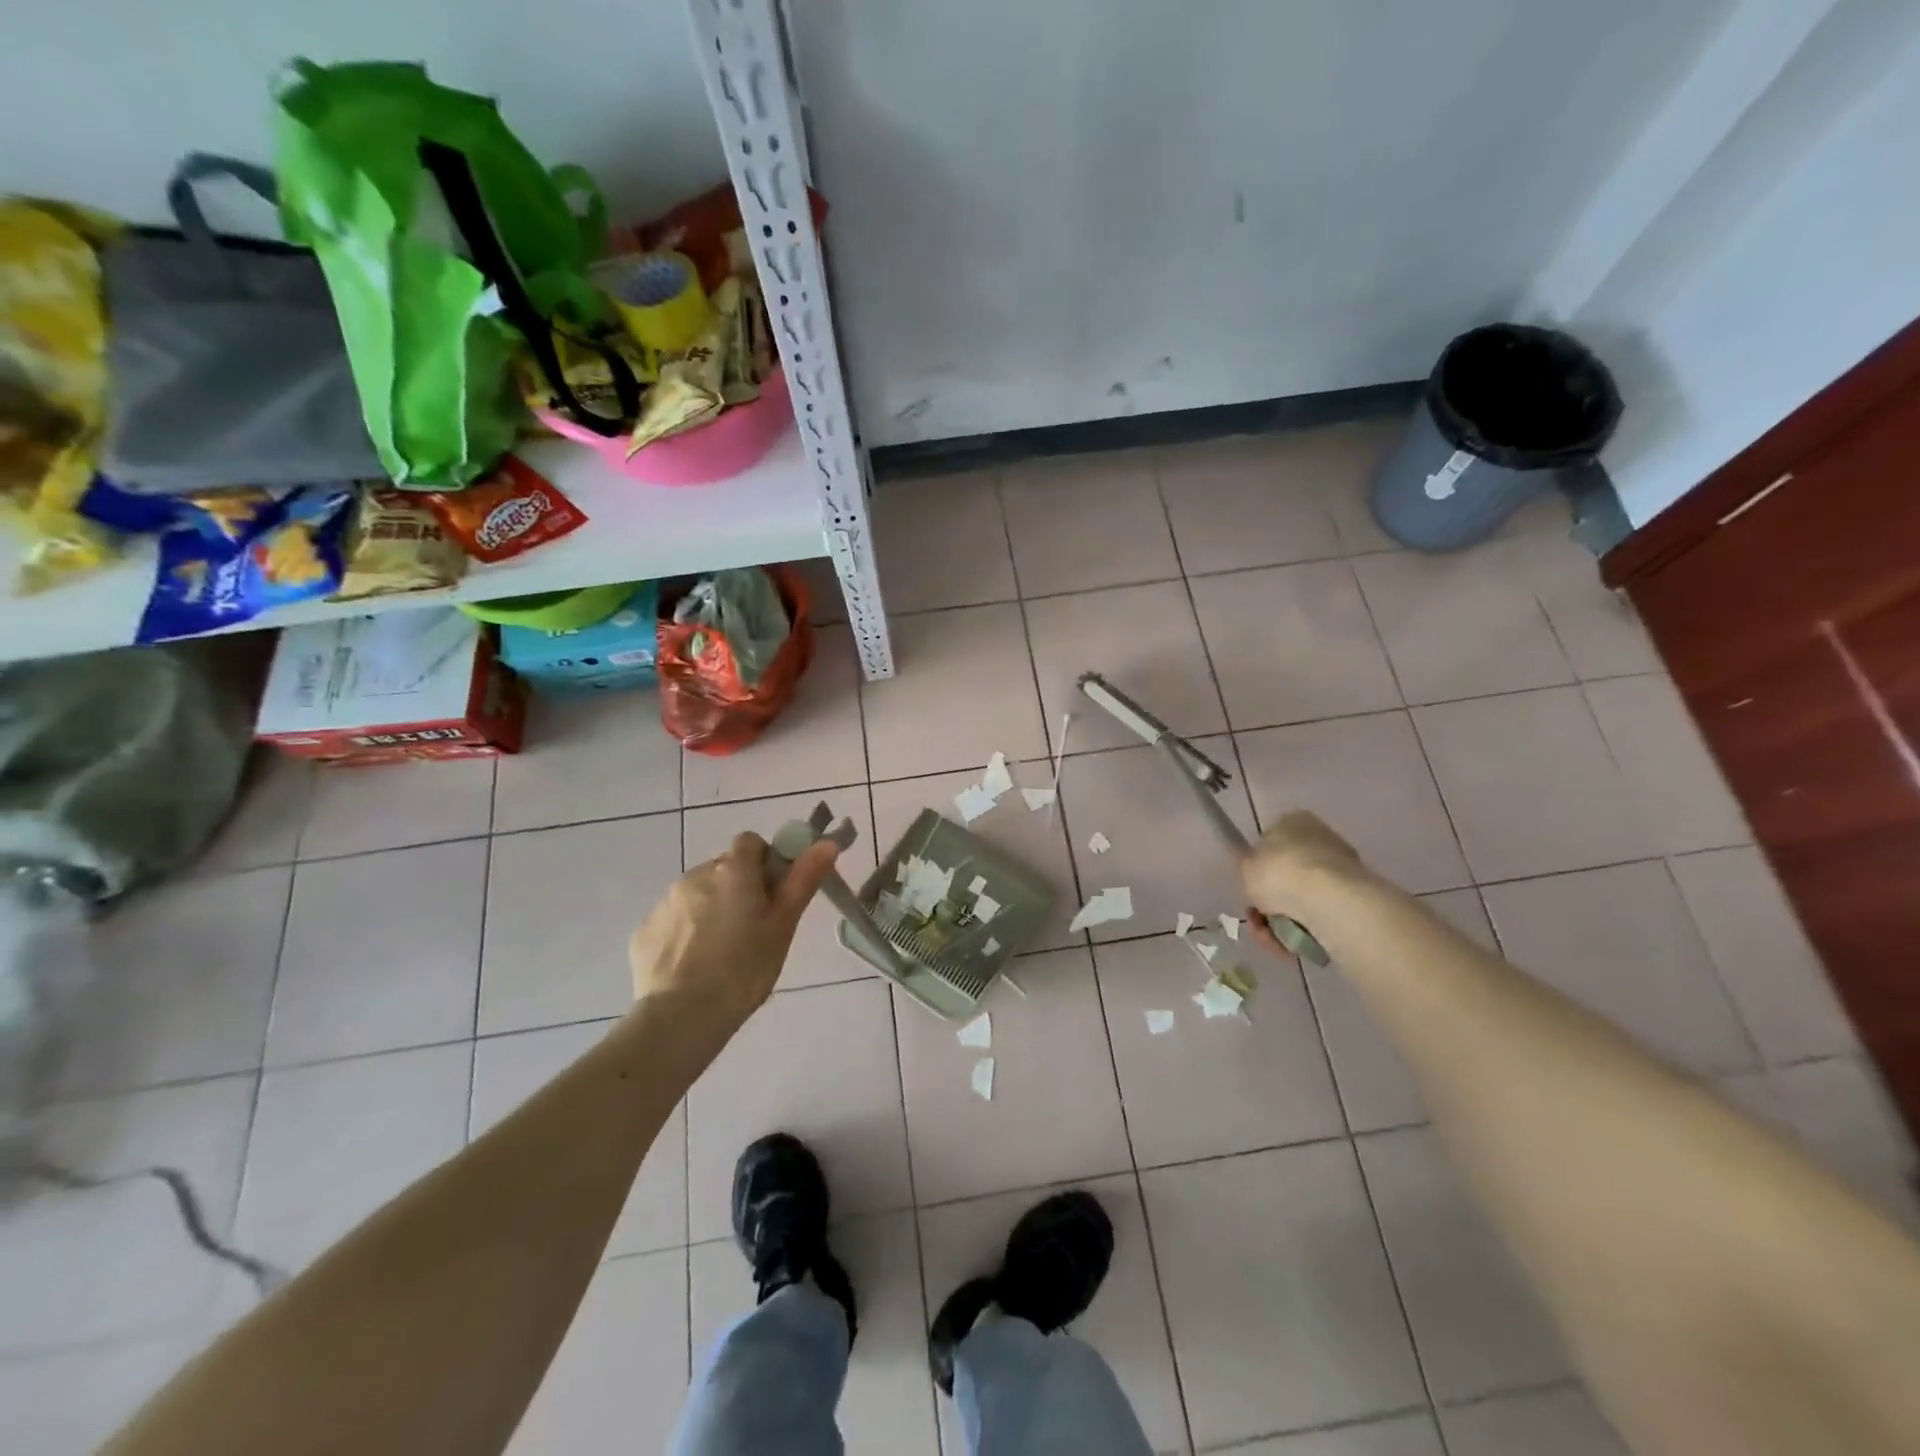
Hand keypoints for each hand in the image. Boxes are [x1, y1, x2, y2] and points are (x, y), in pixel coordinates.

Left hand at [628, 832, 839, 1036]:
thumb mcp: (783, 925)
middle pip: (724, 868)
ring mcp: (664, 902)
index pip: (750, 842)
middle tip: (753, 928)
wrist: (680, 1017)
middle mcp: (695, 875)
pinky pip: (673, 920)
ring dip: (711, 908)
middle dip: (738, 888)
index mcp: (733, 870)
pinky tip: (694, 965)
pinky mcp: (644, 931)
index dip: (765, 861)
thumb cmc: (744, 969)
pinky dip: (685, 932)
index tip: (773, 893)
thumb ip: (803, 879)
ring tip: (722, 952)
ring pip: (697, 893)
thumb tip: (827, 842)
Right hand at [1240, 810, 1365, 930]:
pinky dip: (1302, 932)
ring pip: (1301, 900)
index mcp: (1293, 821)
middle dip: (1271, 901)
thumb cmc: (1279, 872)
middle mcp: (1320, 839)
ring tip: (1271, 938)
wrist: (1327, 900)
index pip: (1271, 843)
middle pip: (1287, 875)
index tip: (1251, 889)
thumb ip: (1250, 868)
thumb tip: (1258, 873)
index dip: (1258, 870)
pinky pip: (1319, 916)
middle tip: (1258, 919)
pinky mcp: (1355, 899)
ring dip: (1281, 922)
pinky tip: (1290, 944)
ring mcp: (1340, 869)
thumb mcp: (1246, 866)